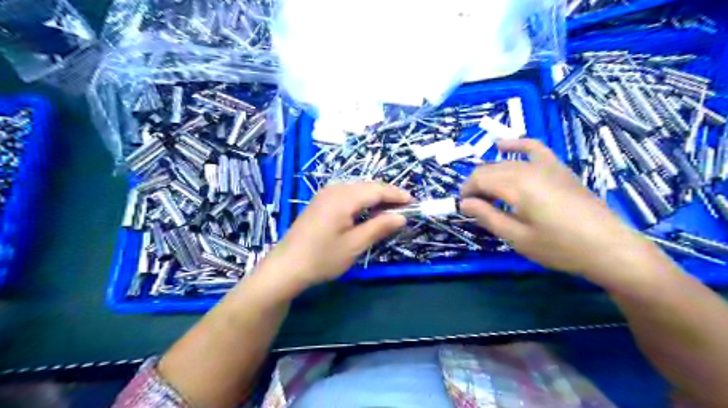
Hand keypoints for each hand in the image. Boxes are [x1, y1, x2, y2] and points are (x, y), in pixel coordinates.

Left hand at [262, 180, 412, 289]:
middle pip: (367, 186)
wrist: (286, 267)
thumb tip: (401, 217)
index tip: (413, 202)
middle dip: (387, 195)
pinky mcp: (320, 202)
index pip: (377, 190)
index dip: (397, 195)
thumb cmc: (322, 258)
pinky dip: (361, 201)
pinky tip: (367, 212)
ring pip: (357, 189)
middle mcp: (334, 190)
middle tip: (404, 208)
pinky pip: (347, 195)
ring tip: (389, 210)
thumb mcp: (354, 245)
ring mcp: (325, 195)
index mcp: (343, 198)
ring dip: (374, 197)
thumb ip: (379, 227)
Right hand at [457, 139, 650, 278]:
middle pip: (490, 169)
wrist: (609, 248)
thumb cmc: (559, 247)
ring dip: (490, 174)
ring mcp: (546, 165)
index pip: (479, 179)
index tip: (464, 209)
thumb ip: (487, 216)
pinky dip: (516, 145)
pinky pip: (534, 148)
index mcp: (517, 186)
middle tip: (475, 208)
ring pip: (506, 162)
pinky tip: (503, 145)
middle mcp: (528, 169)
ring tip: (487, 193)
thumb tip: (464, 203)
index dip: (466, 192)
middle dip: (476, 186)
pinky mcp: (558, 168)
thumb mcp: (517, 237)